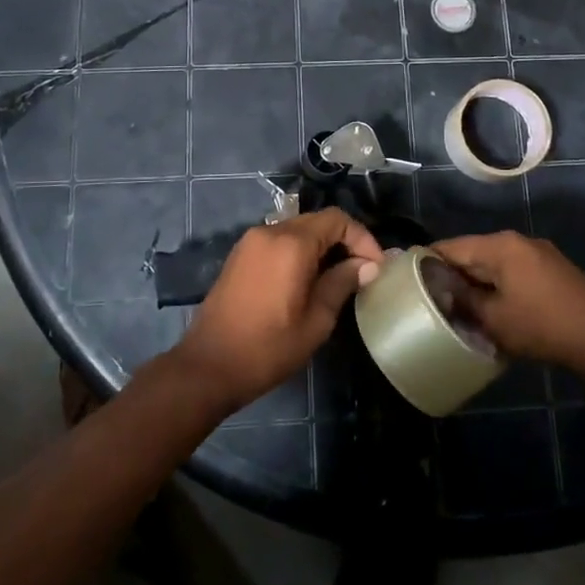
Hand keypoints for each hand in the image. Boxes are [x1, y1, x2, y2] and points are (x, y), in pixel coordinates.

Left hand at [174, 210, 383, 414]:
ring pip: (297, 230)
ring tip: (338, 278)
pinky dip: (299, 252)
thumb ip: (342, 283)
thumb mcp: (316, 321)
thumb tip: (367, 266)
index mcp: (291, 243)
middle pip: (317, 221)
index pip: (337, 219)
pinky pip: (279, 241)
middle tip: (361, 272)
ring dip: (321, 247)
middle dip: (344, 241)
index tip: (375, 267)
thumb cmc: (268, 348)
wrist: (208, 366)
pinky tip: (308, 280)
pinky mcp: (240, 255)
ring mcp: (251, 241)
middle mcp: (270, 231)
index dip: (362, 238)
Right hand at [431, 232, 584, 372]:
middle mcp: (516, 240)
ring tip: (460, 305)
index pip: (451, 246)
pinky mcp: (552, 268)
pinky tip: (492, 305)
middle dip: (453, 274)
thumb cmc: (540, 325)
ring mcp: (537, 252)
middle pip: (472, 252)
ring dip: (477, 281)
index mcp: (499, 246)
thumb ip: (464, 300)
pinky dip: (498, 283)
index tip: (410, 281)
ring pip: (494, 262)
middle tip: (434, 298)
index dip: (427, 262)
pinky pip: (513, 269)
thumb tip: (441, 291)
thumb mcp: (494, 318)